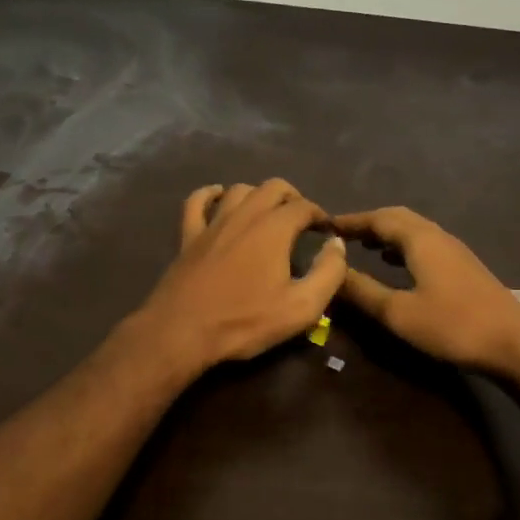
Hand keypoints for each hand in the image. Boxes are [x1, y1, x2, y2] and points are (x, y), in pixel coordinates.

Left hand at [128, 179, 348, 376]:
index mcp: (274, 228)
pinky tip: (218, 197)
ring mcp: (212, 223)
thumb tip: (336, 244)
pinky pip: (197, 201)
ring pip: (239, 190)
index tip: (326, 231)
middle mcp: (244, 215)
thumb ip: (328, 272)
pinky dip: (210, 194)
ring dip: (258, 195)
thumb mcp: (301, 307)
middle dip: (292, 197)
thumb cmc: (245, 321)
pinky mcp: (188, 236)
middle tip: (301, 219)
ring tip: (267, 212)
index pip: (304, 206)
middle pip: (273, 187)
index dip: (320, 215)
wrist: (182, 332)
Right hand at [330, 206, 519, 375]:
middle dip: (369, 223)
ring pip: (414, 231)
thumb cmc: (453, 326)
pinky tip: (398, 265)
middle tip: (342, 235)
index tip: (325, 225)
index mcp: (420, 240)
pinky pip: (426, 244)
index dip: (351, 221)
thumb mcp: (399, 313)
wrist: (514, 343)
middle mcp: (438, 236)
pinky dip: (404, 247)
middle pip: (398, 218)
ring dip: (387, 234)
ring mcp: (455, 251)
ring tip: (364, 247)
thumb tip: (332, 270)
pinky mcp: (464, 267)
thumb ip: (363, 291)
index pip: (378, 218)